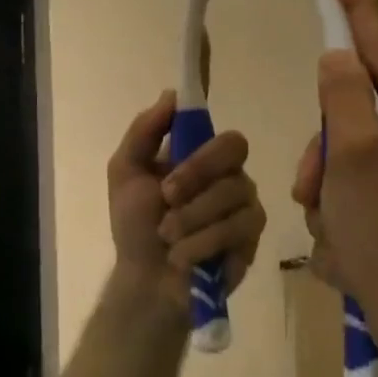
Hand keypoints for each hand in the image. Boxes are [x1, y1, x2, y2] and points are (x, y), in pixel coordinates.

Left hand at [108, 91, 265, 316]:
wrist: (145, 282)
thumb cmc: (136, 225)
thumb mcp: (125, 172)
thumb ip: (144, 131)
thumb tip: (172, 94)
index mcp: (203, 158)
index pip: (224, 136)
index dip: (200, 153)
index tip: (169, 173)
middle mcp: (231, 177)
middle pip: (234, 153)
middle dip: (195, 179)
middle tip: (166, 201)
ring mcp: (246, 207)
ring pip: (232, 194)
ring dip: (190, 219)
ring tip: (168, 238)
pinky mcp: (251, 240)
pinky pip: (237, 229)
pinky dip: (202, 243)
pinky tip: (183, 256)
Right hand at [291, 0, 377, 326]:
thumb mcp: (353, 154)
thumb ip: (342, 95)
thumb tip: (338, 56)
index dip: (355, 9)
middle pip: (352, 109)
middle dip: (322, 147)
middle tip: (313, 182)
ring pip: (342, 152)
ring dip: (323, 185)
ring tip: (330, 224)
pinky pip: (351, 187)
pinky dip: (336, 209)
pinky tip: (341, 243)